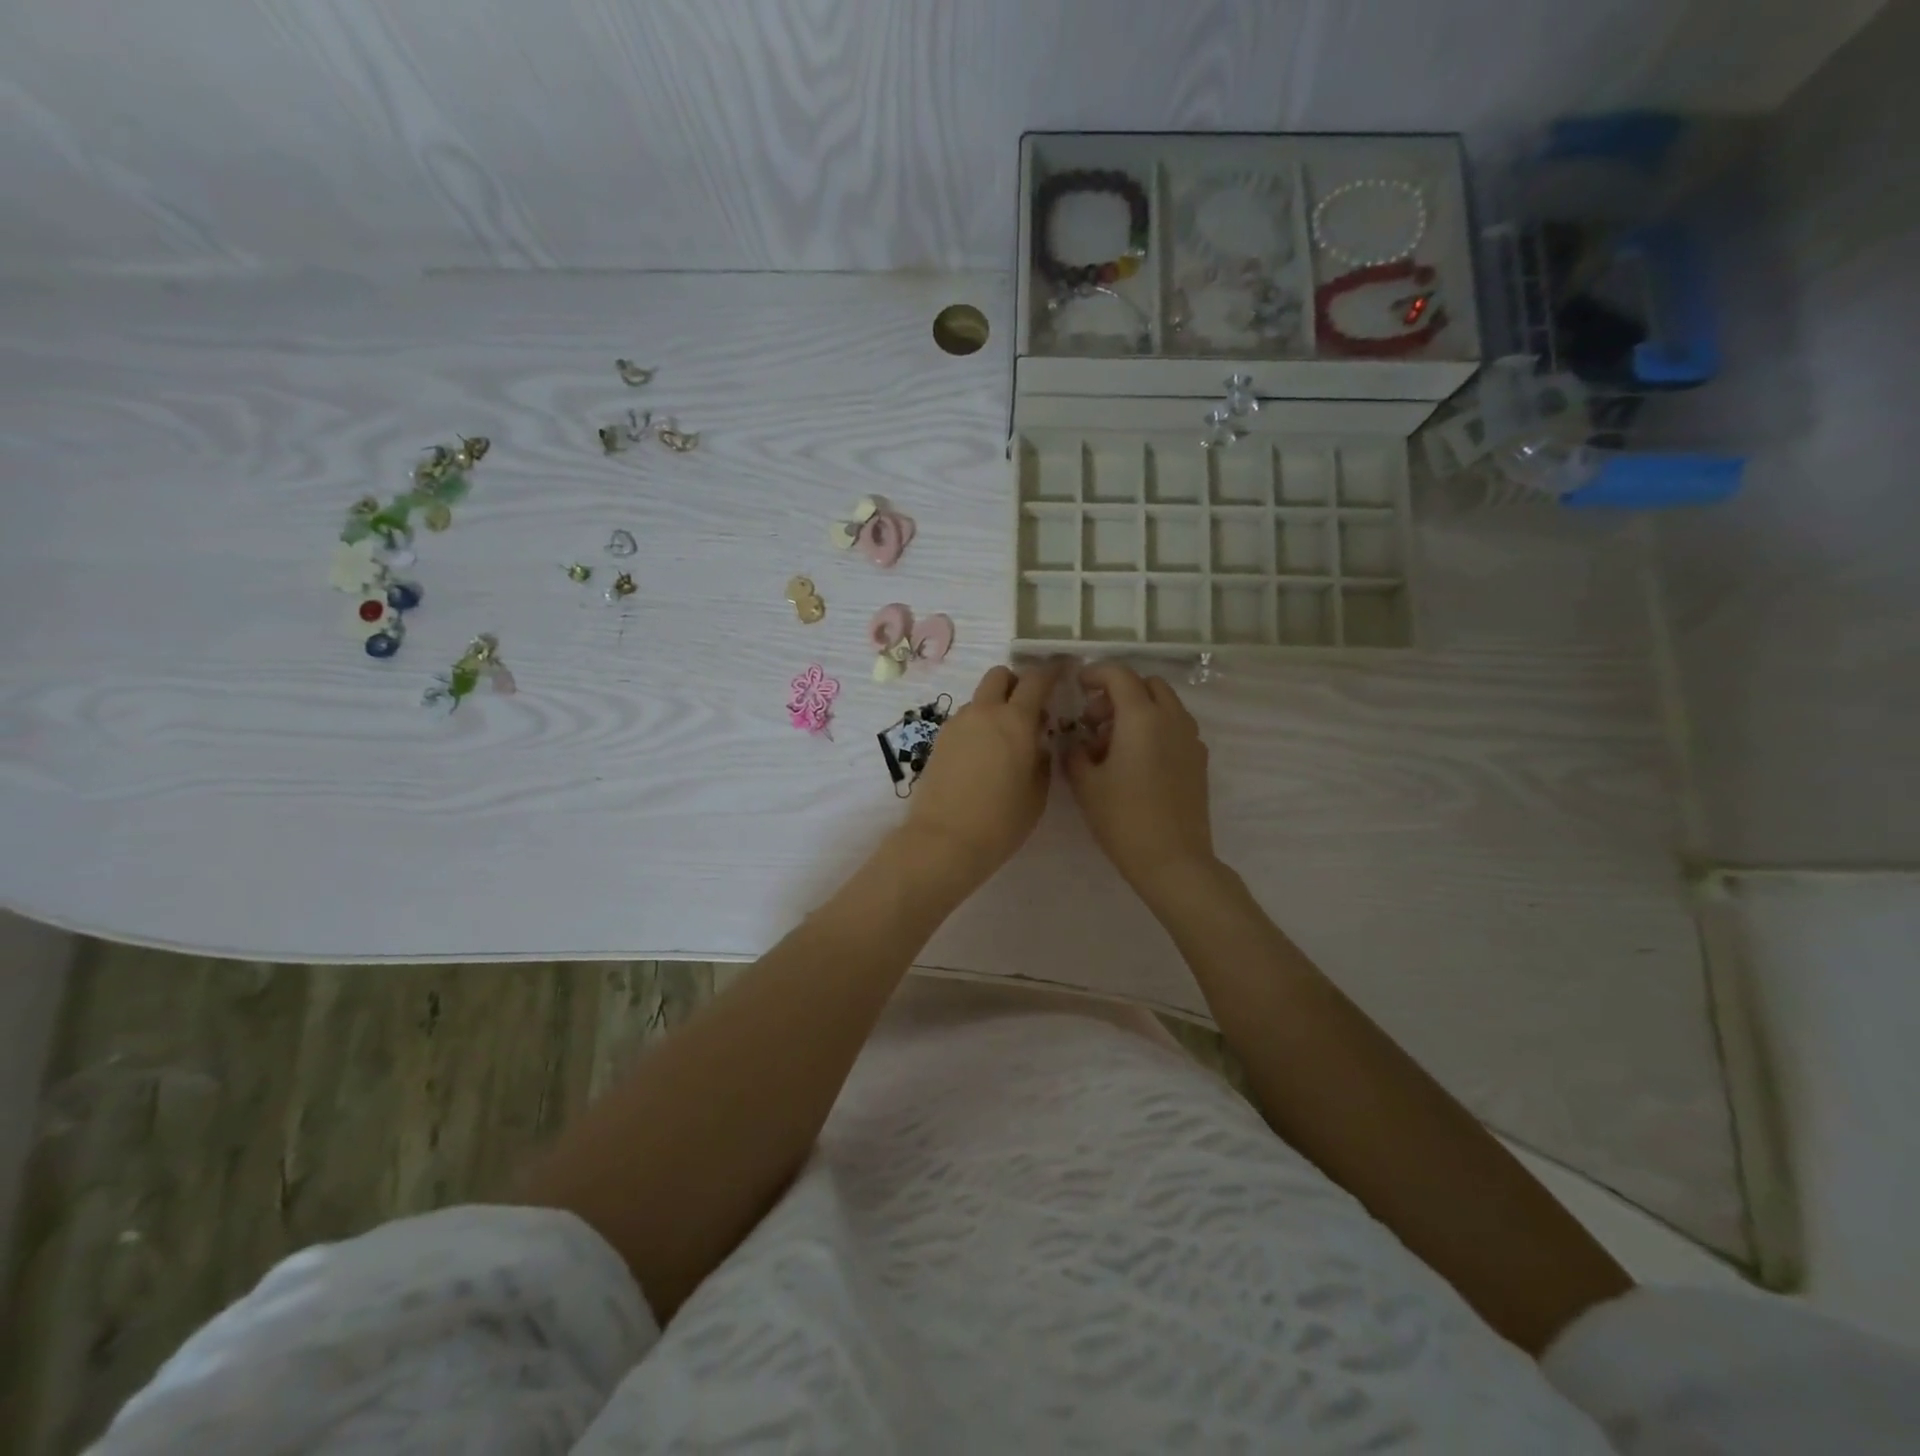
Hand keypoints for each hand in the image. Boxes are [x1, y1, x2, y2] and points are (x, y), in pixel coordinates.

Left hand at [903, 659, 1064, 891]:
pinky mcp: (939, 740)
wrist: (944, 841)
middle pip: (1000, 676)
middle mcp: (984, 713)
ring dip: (995, 707)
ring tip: (1004, 741)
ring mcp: (957, 724)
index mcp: (1016, 721)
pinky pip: (965, 721)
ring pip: (980, 699)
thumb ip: (1041, 759)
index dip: (1052, 670)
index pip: (1037, 679)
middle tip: (1029, 707)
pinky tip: (982, 758)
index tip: (1063, 669)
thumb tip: (1036, 743)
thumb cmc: (1001, 821)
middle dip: (1016, 682)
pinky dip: (978, 726)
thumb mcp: (1037, 793)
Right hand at [1064, 663, 1217, 902]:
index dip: (1096, 674)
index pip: (1119, 675)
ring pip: (1165, 706)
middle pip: (1147, 685)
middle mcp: (1171, 719)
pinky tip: (1136, 762)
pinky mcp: (1198, 761)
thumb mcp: (1086, 784)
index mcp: (1141, 717)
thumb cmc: (1123, 818)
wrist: (1173, 860)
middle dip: (1119, 692)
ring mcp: (1190, 740)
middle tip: (1095, 720)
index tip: (1079, 686)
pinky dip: (1155, 729)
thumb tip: (1076, 743)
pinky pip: (1175, 728)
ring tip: (1112, 744)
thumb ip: (1075, 753)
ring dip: (1138, 711)